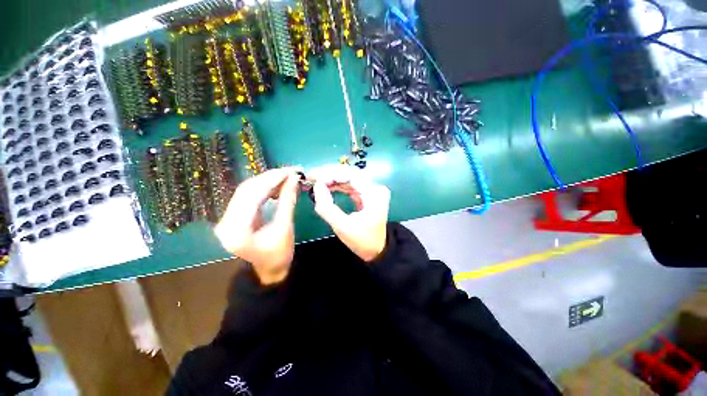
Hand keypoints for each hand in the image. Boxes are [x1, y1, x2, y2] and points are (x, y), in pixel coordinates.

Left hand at [214, 168, 299, 284]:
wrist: (269, 269)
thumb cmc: (279, 253)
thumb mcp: (285, 227)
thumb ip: (288, 201)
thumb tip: (294, 179)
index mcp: (237, 230)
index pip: (252, 195)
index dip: (272, 179)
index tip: (290, 171)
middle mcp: (226, 222)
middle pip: (247, 190)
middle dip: (270, 177)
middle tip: (289, 171)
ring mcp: (227, 219)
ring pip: (246, 191)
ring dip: (267, 181)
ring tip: (285, 177)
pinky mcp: (233, 217)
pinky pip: (247, 197)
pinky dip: (263, 189)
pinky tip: (276, 185)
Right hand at [312, 165, 390, 261]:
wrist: (377, 250)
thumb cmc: (362, 240)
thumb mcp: (342, 226)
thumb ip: (326, 207)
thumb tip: (316, 186)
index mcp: (374, 194)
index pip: (351, 175)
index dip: (331, 174)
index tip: (314, 177)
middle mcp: (375, 188)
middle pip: (350, 173)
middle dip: (329, 174)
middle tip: (311, 176)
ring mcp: (372, 190)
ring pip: (349, 178)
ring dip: (332, 178)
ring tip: (315, 181)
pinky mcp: (367, 194)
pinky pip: (350, 185)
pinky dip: (338, 185)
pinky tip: (326, 186)